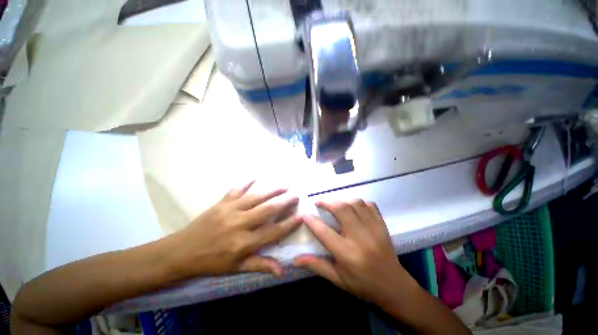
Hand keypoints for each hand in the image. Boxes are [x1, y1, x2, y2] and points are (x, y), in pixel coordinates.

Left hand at [165, 181, 301, 279]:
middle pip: (267, 210)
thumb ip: (259, 265)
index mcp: (243, 243)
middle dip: (284, 202)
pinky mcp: (221, 203)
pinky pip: (236, 189)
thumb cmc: (211, 262)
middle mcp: (239, 224)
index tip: (301, 216)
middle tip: (296, 195)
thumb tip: (282, 270)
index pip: (272, 232)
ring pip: (255, 197)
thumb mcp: (235, 268)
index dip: (289, 224)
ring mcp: (229, 210)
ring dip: (272, 191)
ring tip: (284, 185)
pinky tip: (255, 176)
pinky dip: (246, 182)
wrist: (181, 252)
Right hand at [294, 200, 415, 305]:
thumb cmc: (362, 284)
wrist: (394, 286)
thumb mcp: (337, 279)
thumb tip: (295, 259)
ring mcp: (374, 229)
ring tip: (334, 203)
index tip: (305, 214)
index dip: (312, 221)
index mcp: (347, 254)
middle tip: (318, 202)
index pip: (324, 233)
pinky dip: (358, 202)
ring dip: (342, 200)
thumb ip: (316, 265)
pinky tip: (352, 207)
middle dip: (327, 202)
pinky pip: (369, 205)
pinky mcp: (382, 225)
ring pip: (355, 203)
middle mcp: (361, 238)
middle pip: (342, 210)